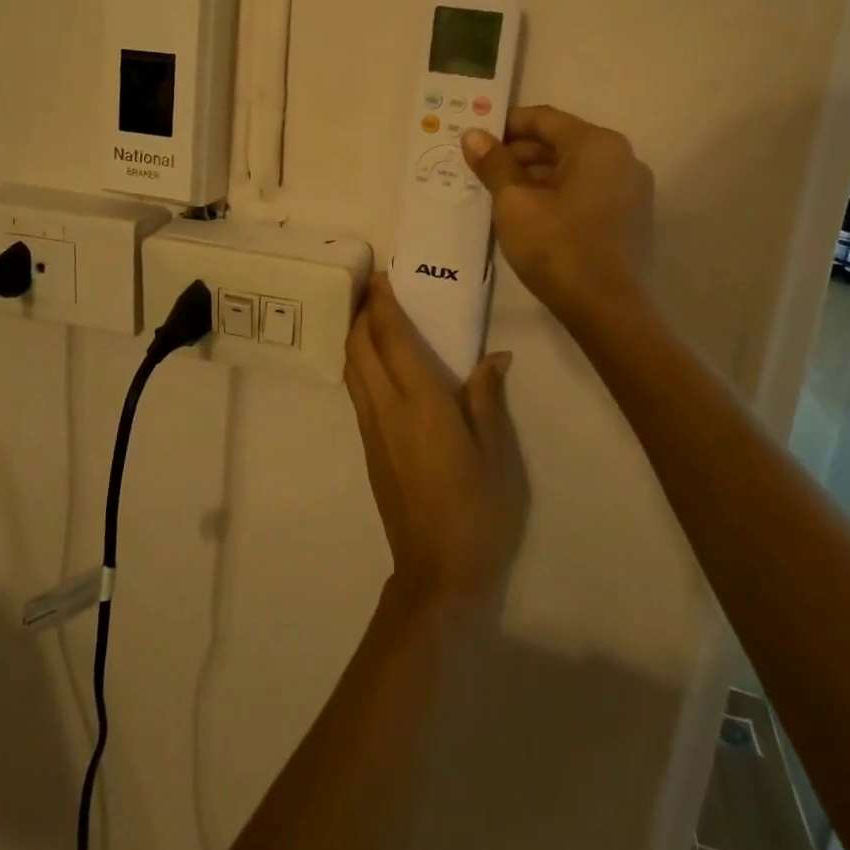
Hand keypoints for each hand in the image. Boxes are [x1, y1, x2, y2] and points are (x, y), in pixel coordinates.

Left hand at [344, 275, 527, 615]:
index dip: (382, 304)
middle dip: (361, 312)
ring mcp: (372, 429)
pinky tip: (376, 361)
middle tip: (373, 287)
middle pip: (359, 347)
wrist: (438, 574)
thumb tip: (494, 356)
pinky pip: (356, 390)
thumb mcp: (497, 455)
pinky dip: (359, 362)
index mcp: (421, 404)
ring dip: (355, 335)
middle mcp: (387, 409)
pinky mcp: (368, 447)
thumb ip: (488, 399)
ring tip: (371, 315)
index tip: (380, 275)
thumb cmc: (479, 512)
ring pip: (351, 367)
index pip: (392, 339)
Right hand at [461, 105, 653, 319]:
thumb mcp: (513, 202)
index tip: (475, 138)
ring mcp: (630, 190)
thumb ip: (493, 163)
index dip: (505, 125)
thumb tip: (472, 135)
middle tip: (480, 169)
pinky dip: (555, 194)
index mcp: (597, 145)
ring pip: (572, 170)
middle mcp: (621, 158)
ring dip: (534, 176)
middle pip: (560, 143)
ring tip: (497, 193)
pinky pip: (585, 191)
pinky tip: (527, 213)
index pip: (544, 119)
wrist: (605, 309)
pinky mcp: (628, 218)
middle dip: (518, 153)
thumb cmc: (556, 246)